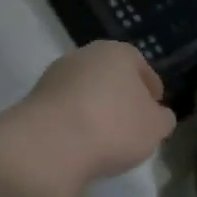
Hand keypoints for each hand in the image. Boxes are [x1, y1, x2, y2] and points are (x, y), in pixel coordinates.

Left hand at [14, 42, 176, 187]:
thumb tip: (158, 116)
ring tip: (105, 138)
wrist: (50, 144)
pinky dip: (75, 122)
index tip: (155, 107)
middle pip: (109, 76)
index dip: (150, 87)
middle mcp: (84, 56)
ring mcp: (55, 77)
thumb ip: (162, 119)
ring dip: (95, 109)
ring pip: (85, 92)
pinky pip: (65, 111)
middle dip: (120, 96)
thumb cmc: (113, 126)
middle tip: (131, 123)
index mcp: (117, 52)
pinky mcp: (34, 101)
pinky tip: (81, 144)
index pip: (139, 64)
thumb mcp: (154, 127)